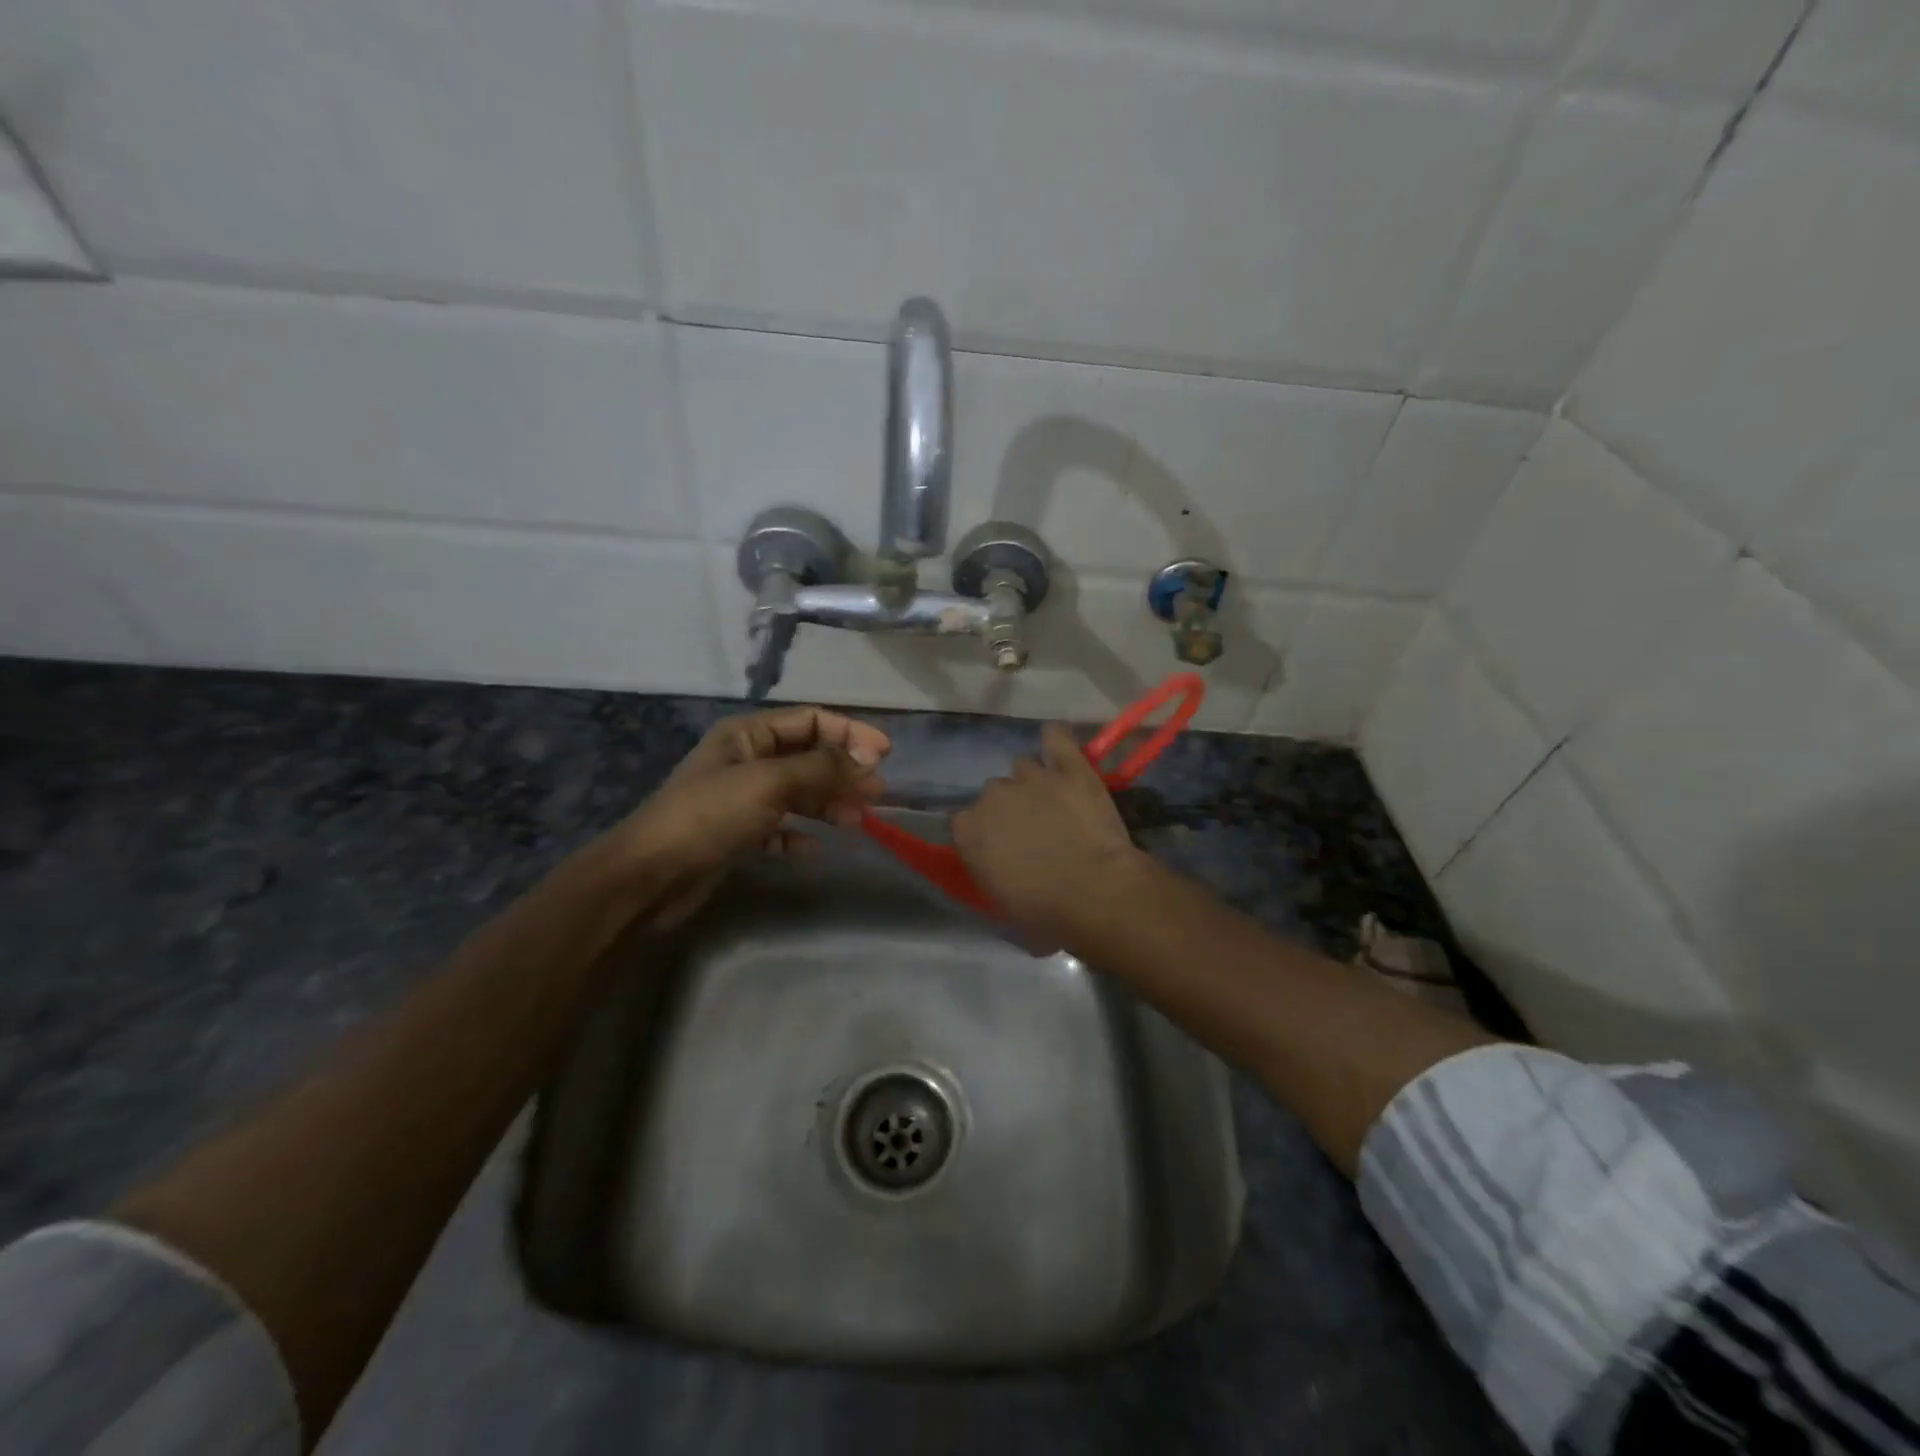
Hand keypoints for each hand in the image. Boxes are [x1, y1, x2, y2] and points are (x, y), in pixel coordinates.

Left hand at [610, 706, 889, 923]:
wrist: (648, 876)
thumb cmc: (709, 815)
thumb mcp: (769, 782)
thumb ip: (821, 768)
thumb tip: (870, 758)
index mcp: (747, 735)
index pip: (810, 721)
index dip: (849, 733)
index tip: (884, 755)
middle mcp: (746, 760)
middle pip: (807, 757)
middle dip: (843, 772)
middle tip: (878, 793)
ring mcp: (741, 799)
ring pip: (797, 794)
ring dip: (828, 804)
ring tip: (858, 822)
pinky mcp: (737, 834)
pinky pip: (779, 829)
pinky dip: (799, 835)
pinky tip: (817, 849)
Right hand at [951, 722, 1143, 942]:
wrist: (1095, 894)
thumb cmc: (1045, 914)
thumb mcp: (1000, 904)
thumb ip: (989, 872)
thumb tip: (997, 866)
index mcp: (968, 830)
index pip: (965, 823)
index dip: (986, 835)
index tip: (1002, 850)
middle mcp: (992, 795)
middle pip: (995, 793)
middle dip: (1011, 809)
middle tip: (1035, 831)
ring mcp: (1031, 777)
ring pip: (1024, 768)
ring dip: (1034, 783)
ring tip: (1055, 801)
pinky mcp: (1069, 767)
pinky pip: (1056, 737)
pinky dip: (1056, 740)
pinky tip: (1058, 745)